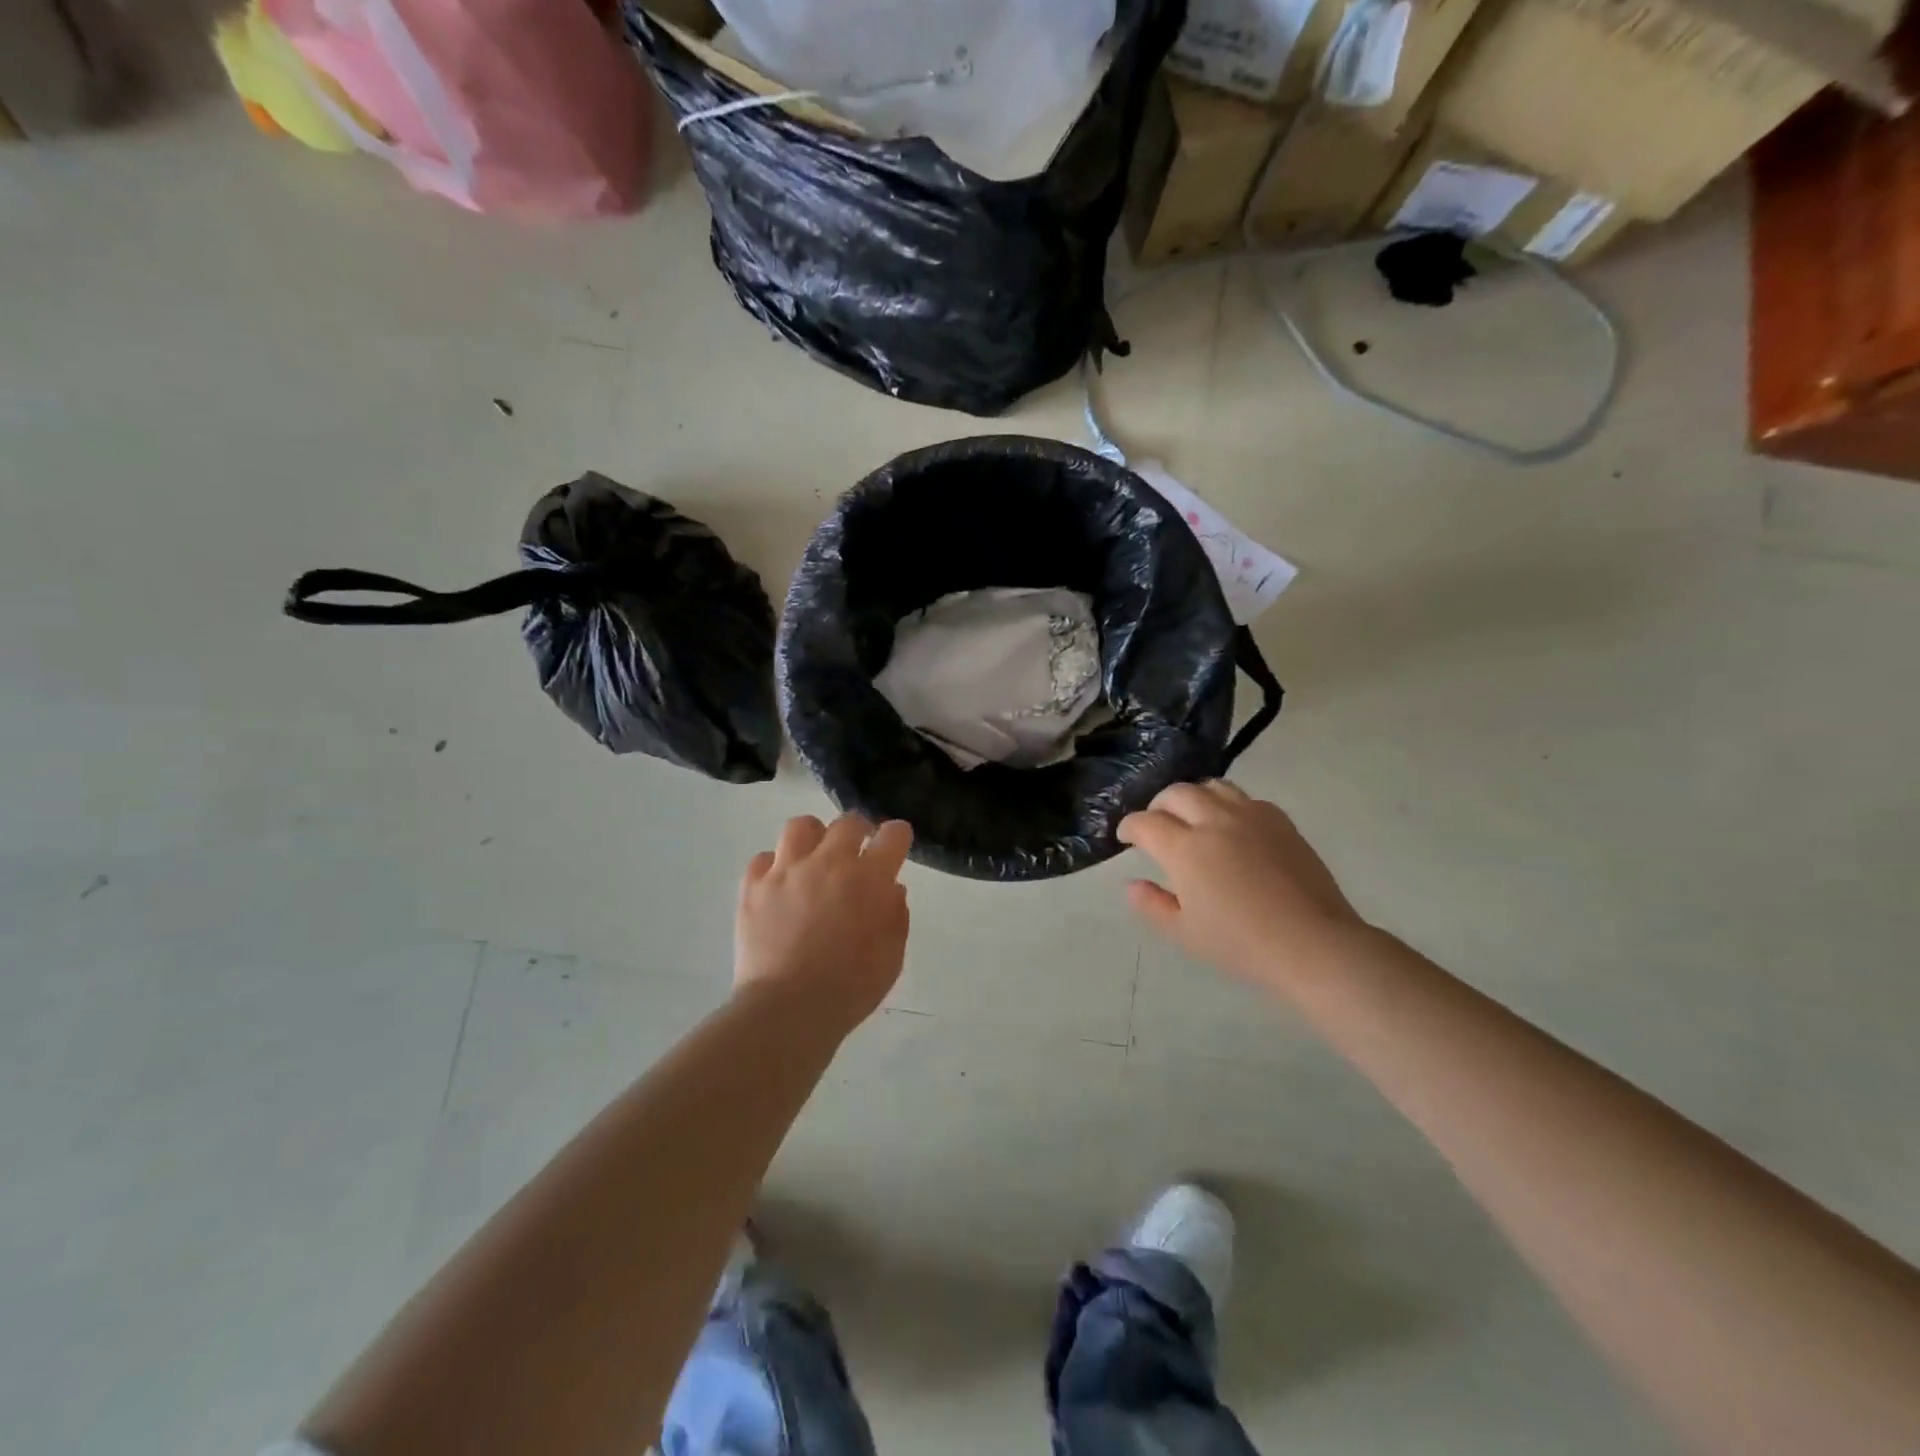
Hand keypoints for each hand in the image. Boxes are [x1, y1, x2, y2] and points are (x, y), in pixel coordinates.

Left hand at [735, 813, 912, 1035]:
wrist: (788, 1009)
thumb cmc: (850, 988)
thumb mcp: (891, 956)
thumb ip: (895, 916)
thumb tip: (890, 889)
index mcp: (868, 878)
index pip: (892, 835)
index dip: (897, 836)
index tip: (895, 844)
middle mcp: (828, 862)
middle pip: (848, 823)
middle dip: (859, 830)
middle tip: (858, 849)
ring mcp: (786, 871)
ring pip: (801, 827)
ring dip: (814, 837)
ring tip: (814, 857)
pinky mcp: (753, 887)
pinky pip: (763, 858)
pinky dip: (775, 866)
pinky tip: (780, 885)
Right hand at [1118, 781, 1366, 989]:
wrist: (1313, 944)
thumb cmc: (1242, 945)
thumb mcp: (1185, 934)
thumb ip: (1153, 905)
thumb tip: (1132, 885)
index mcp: (1185, 849)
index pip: (1145, 823)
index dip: (1129, 827)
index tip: (1126, 838)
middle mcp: (1214, 821)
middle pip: (1176, 793)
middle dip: (1158, 806)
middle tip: (1156, 825)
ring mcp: (1251, 816)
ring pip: (1212, 786)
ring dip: (1193, 797)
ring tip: (1193, 817)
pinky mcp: (1280, 821)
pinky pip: (1245, 798)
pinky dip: (1227, 805)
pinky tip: (1231, 826)